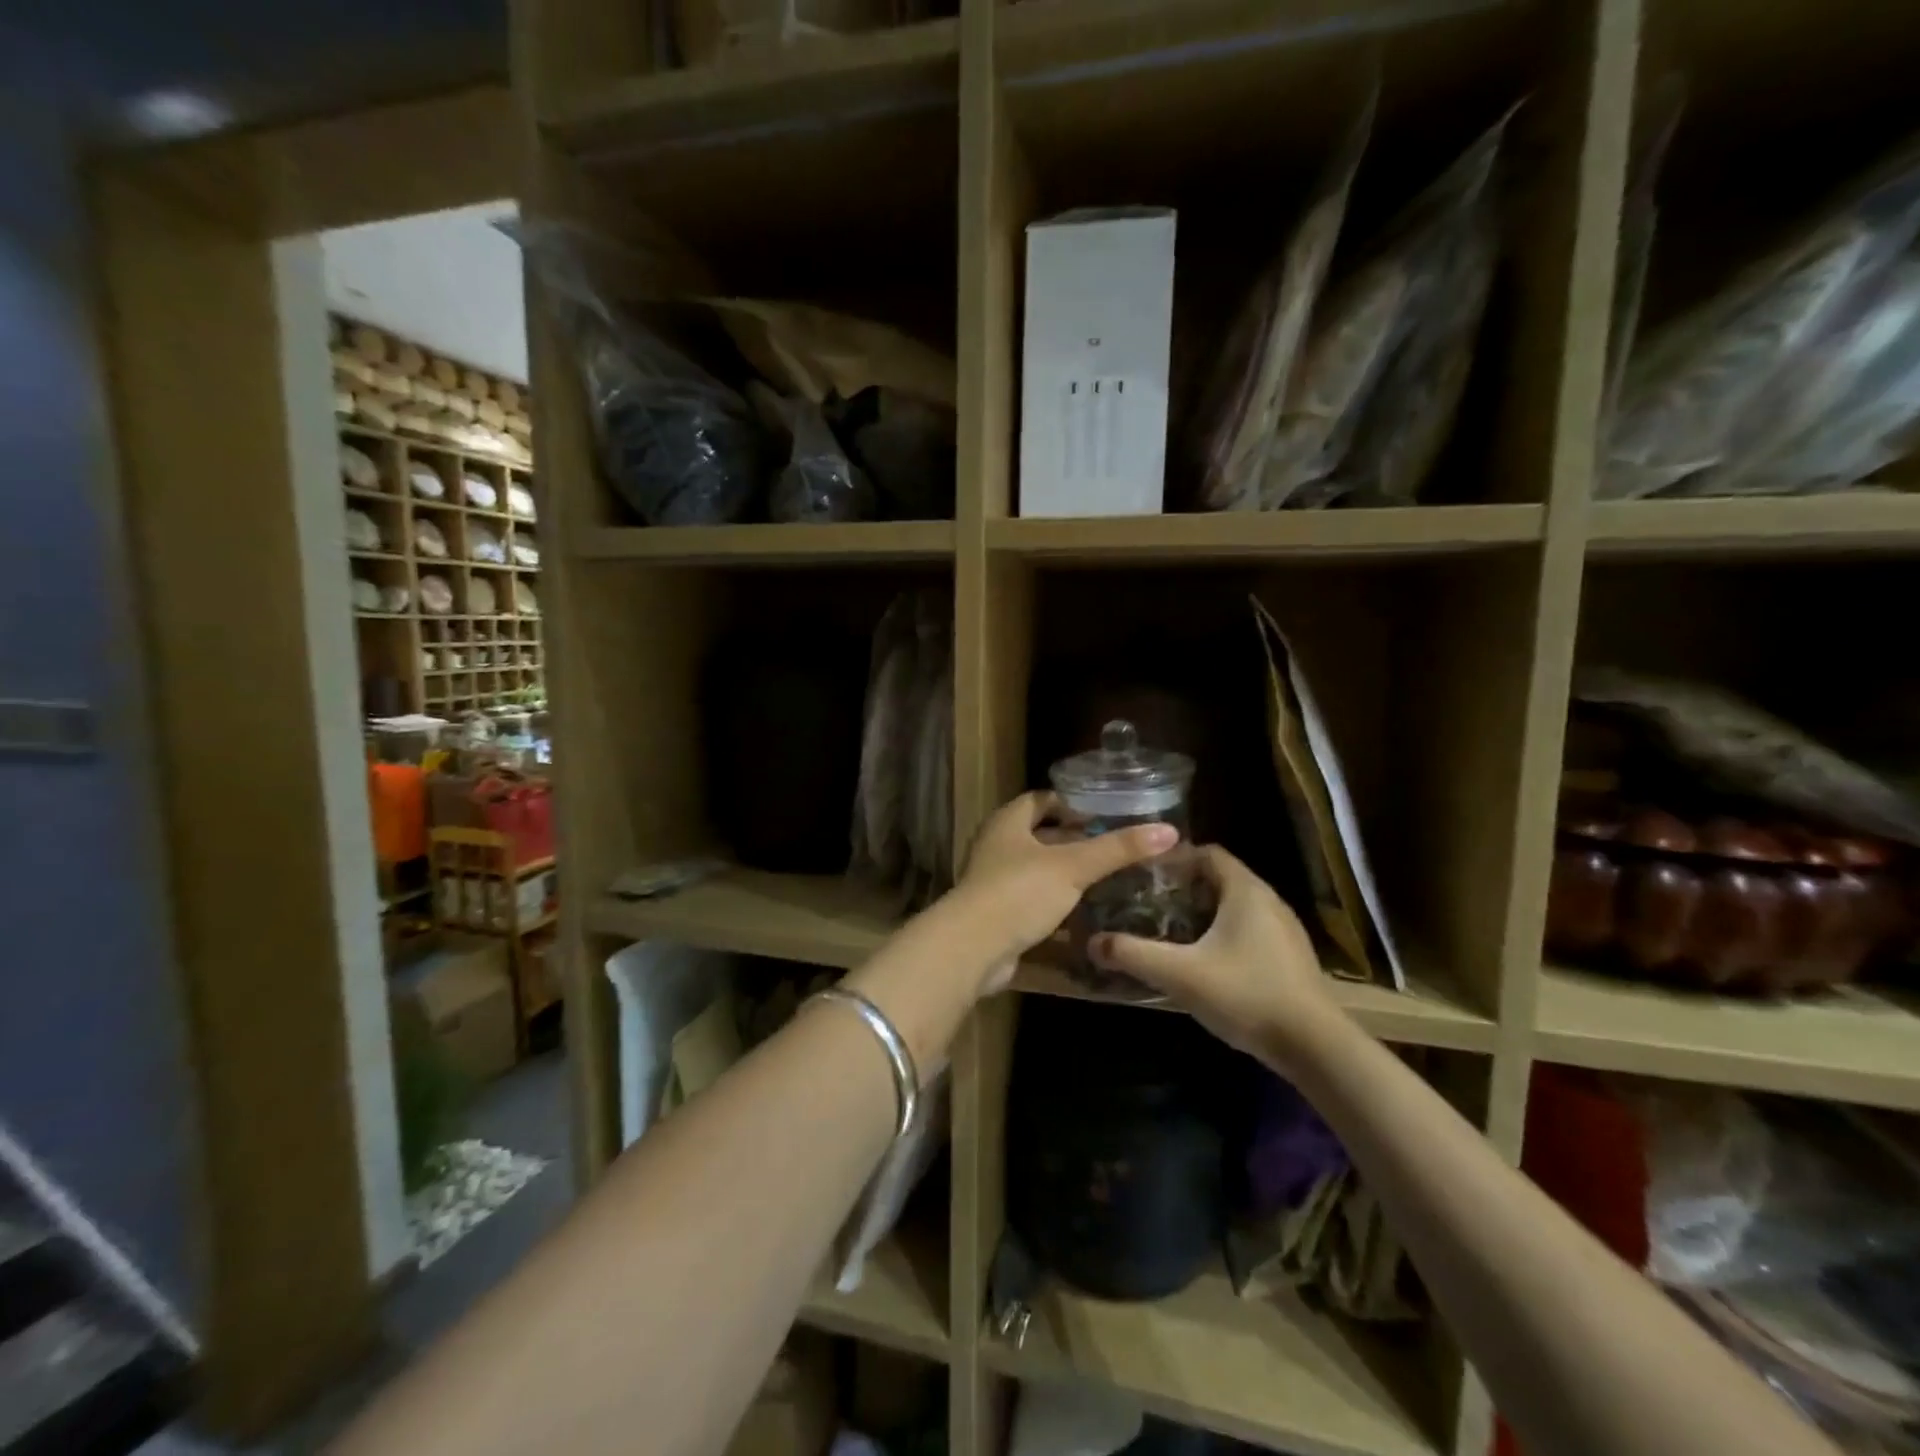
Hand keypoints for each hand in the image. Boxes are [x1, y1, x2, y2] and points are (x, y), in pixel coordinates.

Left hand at [953, 791, 1179, 989]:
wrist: (972, 948)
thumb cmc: (1020, 892)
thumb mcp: (1074, 867)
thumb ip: (1118, 849)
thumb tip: (1168, 831)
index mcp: (1008, 823)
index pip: (1040, 800)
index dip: (1070, 803)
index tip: (1104, 813)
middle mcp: (996, 846)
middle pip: (1039, 835)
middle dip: (1072, 840)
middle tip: (1112, 848)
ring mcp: (993, 882)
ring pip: (1036, 870)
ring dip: (1064, 874)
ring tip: (1105, 879)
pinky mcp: (996, 915)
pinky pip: (1030, 902)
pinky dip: (1054, 904)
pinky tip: (1083, 914)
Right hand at [1088, 845, 1341, 1063]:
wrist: (1315, 1046)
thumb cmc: (1246, 995)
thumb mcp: (1180, 974)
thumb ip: (1133, 955)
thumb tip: (1092, 942)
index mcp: (1245, 891)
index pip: (1208, 853)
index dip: (1175, 859)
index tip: (1144, 875)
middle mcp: (1268, 900)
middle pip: (1220, 879)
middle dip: (1184, 888)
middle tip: (1149, 904)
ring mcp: (1285, 930)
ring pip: (1236, 907)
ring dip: (1204, 913)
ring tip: (1171, 932)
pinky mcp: (1291, 958)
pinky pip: (1250, 931)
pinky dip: (1224, 935)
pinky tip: (1205, 963)